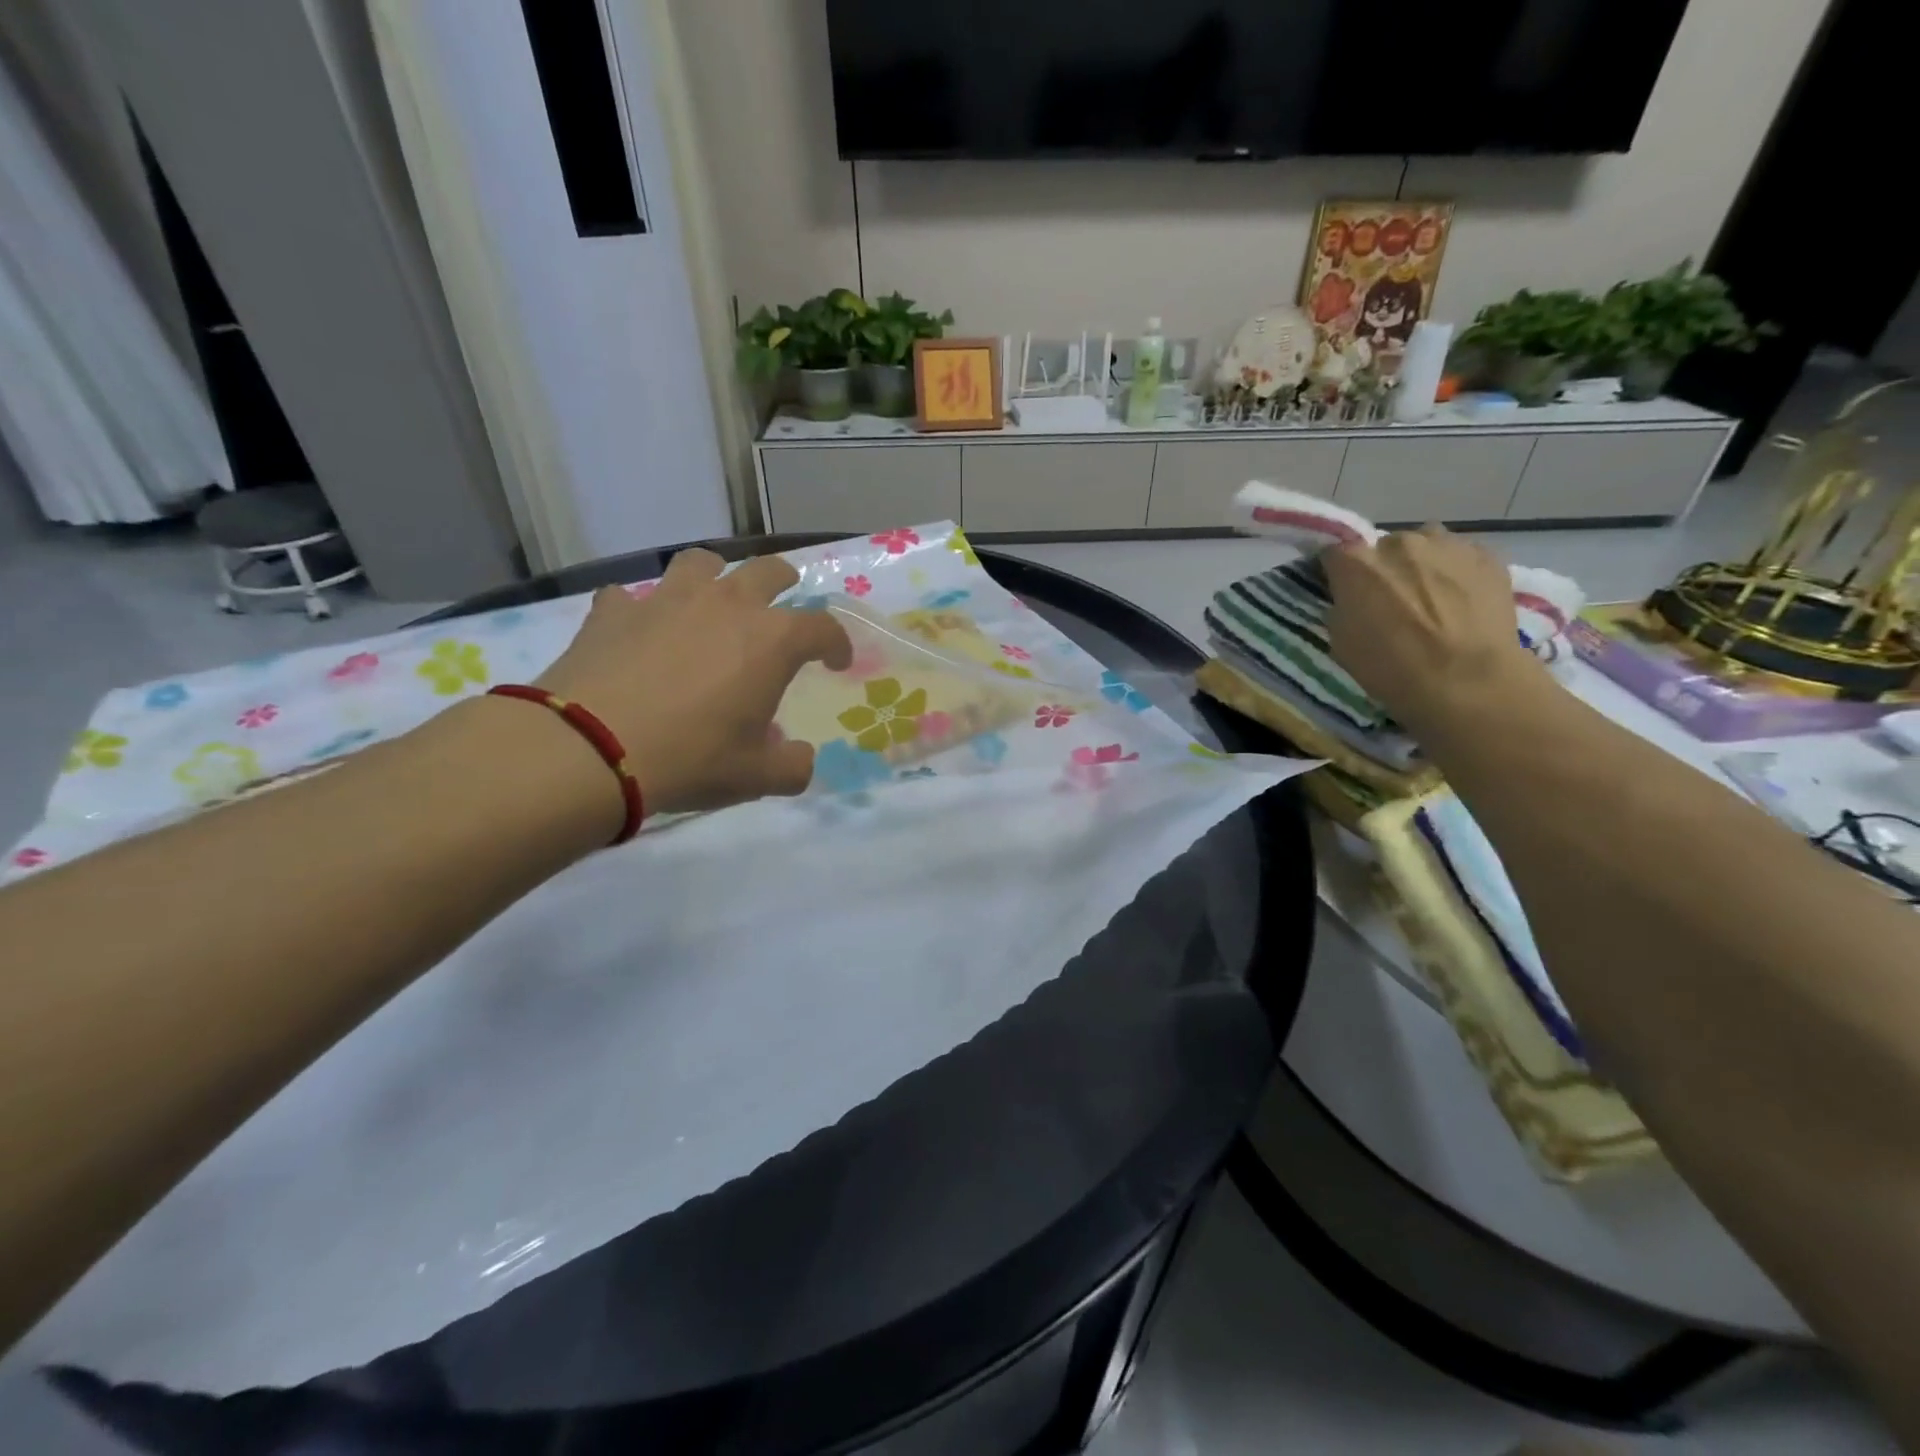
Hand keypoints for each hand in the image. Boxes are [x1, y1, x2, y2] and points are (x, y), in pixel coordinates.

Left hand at [535, 549, 851, 816]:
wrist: (590, 749)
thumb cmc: (691, 758)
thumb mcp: (755, 777)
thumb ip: (792, 767)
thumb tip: (800, 759)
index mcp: (771, 640)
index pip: (823, 627)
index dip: (837, 643)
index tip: (836, 662)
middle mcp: (726, 605)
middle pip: (768, 571)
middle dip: (785, 581)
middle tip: (784, 600)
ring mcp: (667, 600)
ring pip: (701, 563)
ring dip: (715, 577)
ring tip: (711, 600)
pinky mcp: (615, 611)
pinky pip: (632, 597)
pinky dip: (641, 610)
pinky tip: (638, 631)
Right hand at [1323, 524, 1539, 734]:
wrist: (1466, 680)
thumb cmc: (1391, 667)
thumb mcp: (1341, 641)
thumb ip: (1344, 606)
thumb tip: (1353, 598)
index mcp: (1357, 563)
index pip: (1334, 553)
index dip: (1338, 572)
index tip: (1341, 589)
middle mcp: (1399, 543)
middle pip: (1385, 546)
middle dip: (1384, 567)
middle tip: (1391, 599)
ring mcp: (1447, 545)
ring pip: (1427, 543)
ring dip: (1422, 563)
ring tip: (1431, 595)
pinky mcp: (1487, 556)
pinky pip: (1463, 555)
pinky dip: (1457, 572)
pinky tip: (1463, 600)